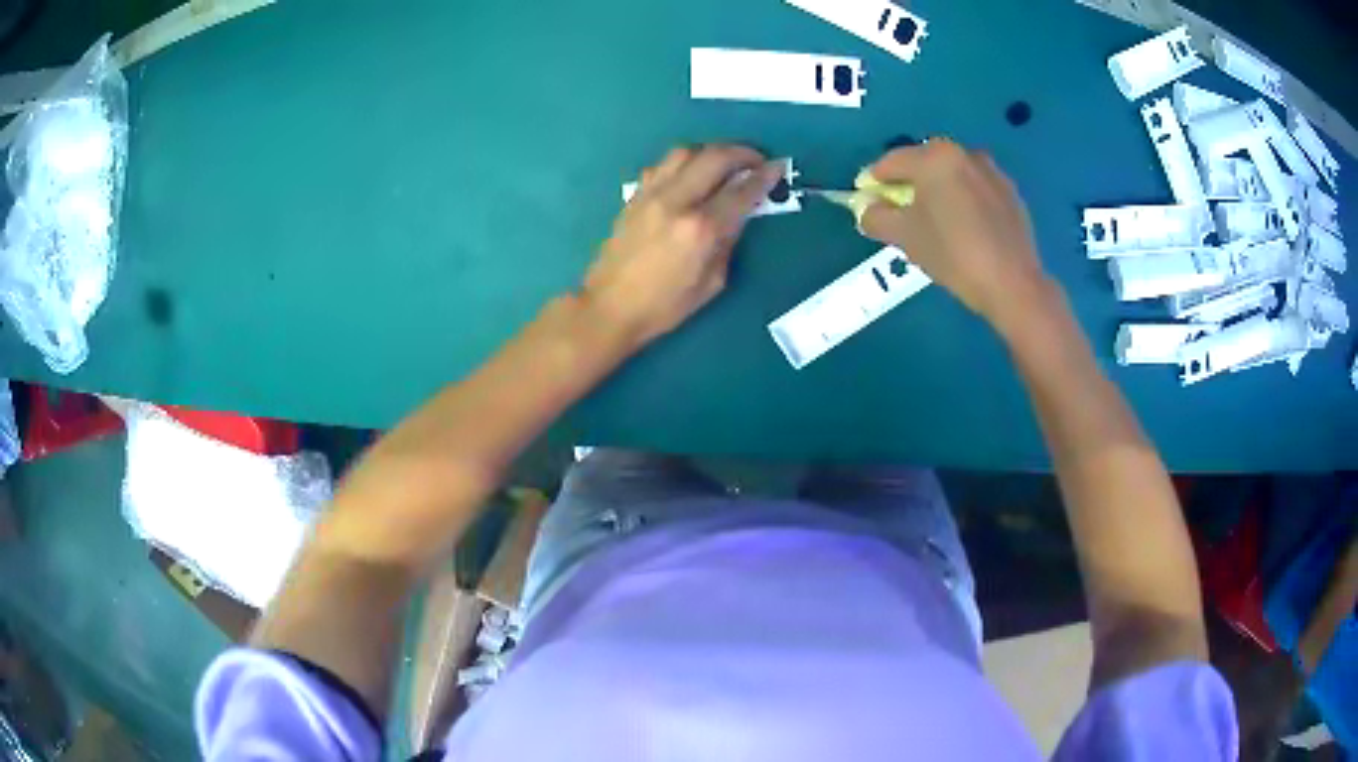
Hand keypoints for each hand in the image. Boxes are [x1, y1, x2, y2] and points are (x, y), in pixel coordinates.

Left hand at [582, 145, 783, 350]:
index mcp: (700, 229)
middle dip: (742, 152)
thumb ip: (729, 242)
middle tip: (756, 159)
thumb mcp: (712, 283)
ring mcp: (651, 195)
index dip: (766, 176)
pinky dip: (684, 163)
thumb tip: (739, 214)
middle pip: (715, 157)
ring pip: (685, 152)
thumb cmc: (665, 306)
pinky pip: (663, 165)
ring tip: (724, 163)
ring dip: (711, 151)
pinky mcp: (635, 196)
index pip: (741, 191)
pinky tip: (691, 175)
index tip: (779, 167)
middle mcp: (676, 202)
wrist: (609, 307)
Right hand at [859, 140, 1052, 329]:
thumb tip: (867, 209)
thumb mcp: (904, 237)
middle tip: (901, 214)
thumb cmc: (952, 254)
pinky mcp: (1010, 193)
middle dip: (908, 185)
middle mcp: (964, 153)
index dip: (873, 182)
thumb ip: (876, 217)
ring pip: (952, 176)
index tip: (868, 202)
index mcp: (934, 157)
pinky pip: (975, 190)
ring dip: (938, 192)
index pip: (890, 162)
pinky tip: (964, 229)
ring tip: (935, 223)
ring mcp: (992, 172)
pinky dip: (963, 201)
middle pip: (924, 164)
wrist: (1012, 284)